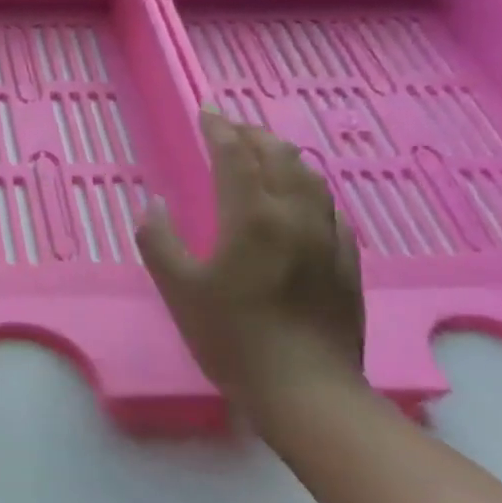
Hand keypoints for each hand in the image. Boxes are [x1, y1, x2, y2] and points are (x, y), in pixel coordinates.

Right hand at [135, 110, 364, 411]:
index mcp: (251, 217)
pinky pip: (331, 209)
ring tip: (266, 153)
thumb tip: (154, 205)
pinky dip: (311, 190)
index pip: (235, 156)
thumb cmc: (232, 337)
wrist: (306, 391)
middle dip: (254, 135)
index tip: (206, 111)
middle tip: (232, 129)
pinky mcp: (347, 263)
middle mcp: (294, 216)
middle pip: (280, 157)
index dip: (219, 129)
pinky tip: (305, 200)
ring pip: (311, 179)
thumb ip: (159, 240)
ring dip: (285, 157)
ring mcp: (328, 239)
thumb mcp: (178, 289)